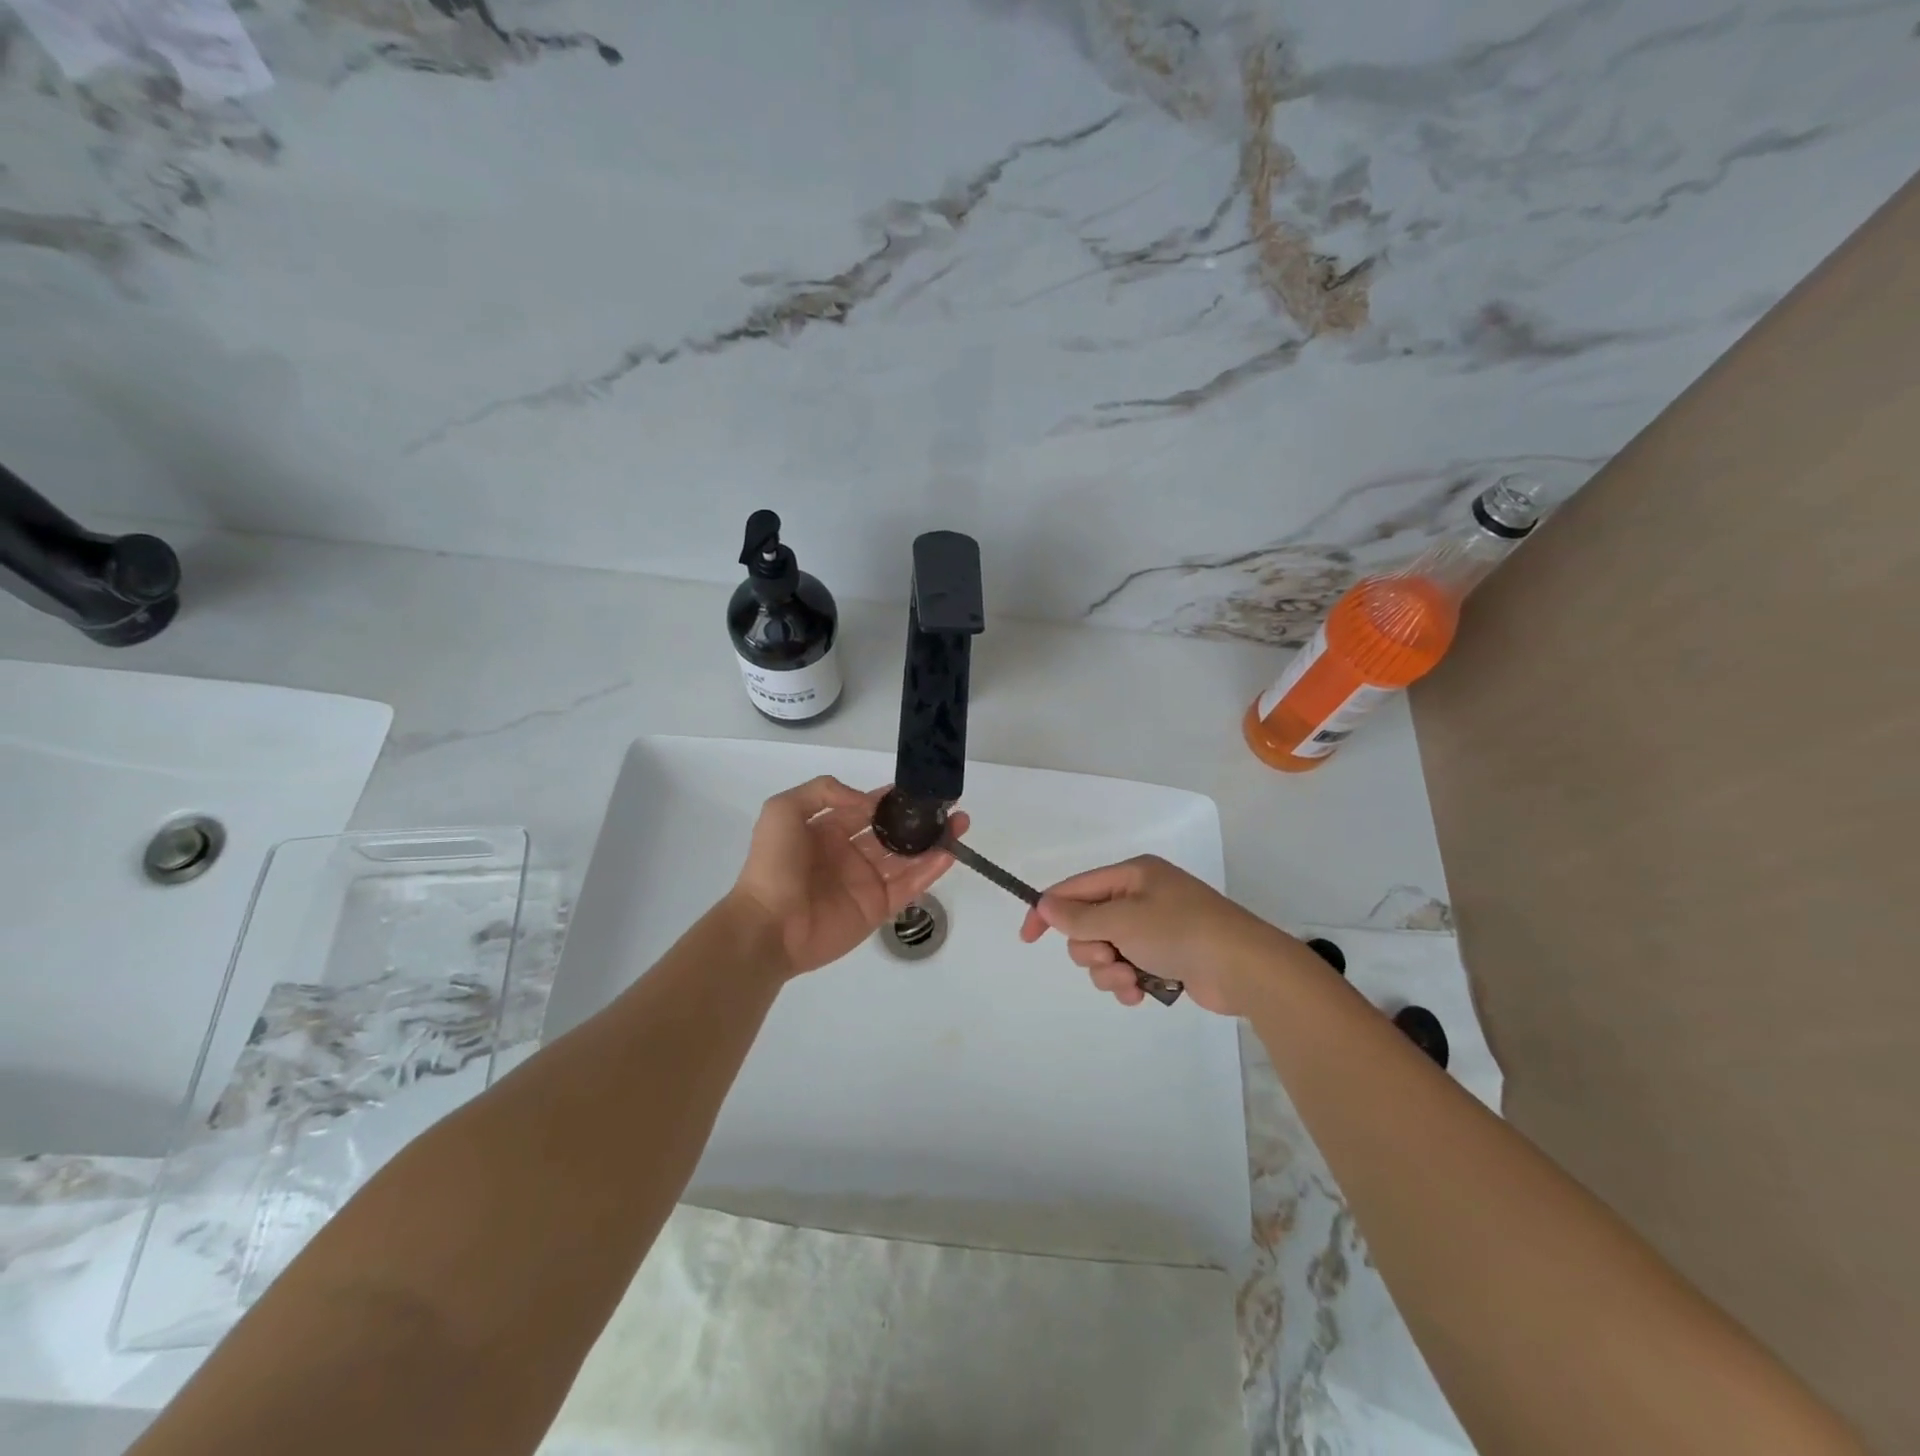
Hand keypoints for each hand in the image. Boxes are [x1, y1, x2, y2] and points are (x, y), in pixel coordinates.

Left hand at [728, 776, 968, 979]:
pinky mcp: (878, 907)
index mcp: (828, 830)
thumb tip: (868, 800)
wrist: (768, 925)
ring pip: (907, 857)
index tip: (918, 788)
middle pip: (893, 831)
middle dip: (920, 818)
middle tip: (949, 805)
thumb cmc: (774, 865)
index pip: (867, 808)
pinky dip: (931, 870)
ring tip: (960, 823)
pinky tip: (949, 852)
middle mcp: (850, 853)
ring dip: (933, 840)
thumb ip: (823, 791)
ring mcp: (866, 882)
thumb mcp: (783, 810)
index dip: (892, 798)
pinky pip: (909, 885)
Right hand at [1018, 854, 1297, 1014]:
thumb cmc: (1180, 931)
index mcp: (1132, 875)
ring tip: (1131, 981)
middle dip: (1091, 949)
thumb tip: (1044, 905)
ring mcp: (1154, 930)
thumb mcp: (1123, 919)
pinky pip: (1127, 971)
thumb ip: (1079, 916)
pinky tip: (1140, 994)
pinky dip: (1128, 983)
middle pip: (1088, 925)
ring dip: (1110, 972)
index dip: (1047, 911)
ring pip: (1106, 953)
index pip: (1075, 888)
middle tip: (1111, 958)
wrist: (1244, 967)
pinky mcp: (1165, 959)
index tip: (1028, 938)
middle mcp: (1140, 898)